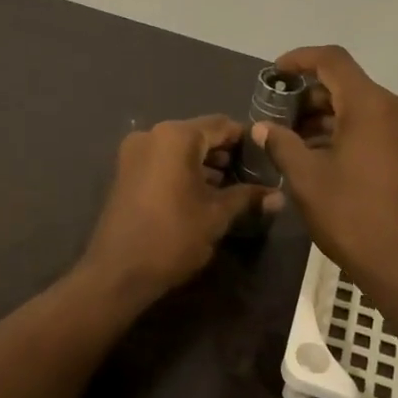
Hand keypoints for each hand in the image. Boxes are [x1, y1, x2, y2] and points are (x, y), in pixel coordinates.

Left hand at [79, 115, 281, 307]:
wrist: (118, 272)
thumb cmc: (173, 237)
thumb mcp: (217, 216)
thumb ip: (247, 197)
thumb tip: (279, 196)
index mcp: (176, 136)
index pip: (222, 125)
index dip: (247, 141)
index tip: (267, 158)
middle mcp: (152, 134)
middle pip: (199, 134)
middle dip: (226, 153)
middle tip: (252, 175)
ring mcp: (134, 152)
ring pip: (180, 148)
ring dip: (204, 163)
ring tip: (231, 187)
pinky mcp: (125, 171)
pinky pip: (162, 160)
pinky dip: (183, 170)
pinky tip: (202, 192)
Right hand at [255, 46, 397, 301]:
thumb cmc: (354, 218)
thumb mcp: (307, 180)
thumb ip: (282, 144)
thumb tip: (263, 127)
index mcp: (372, 105)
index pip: (332, 61)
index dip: (300, 60)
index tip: (274, 74)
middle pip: (348, 84)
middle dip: (310, 96)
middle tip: (279, 118)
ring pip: (363, 107)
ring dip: (329, 116)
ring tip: (296, 141)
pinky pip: (379, 126)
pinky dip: (350, 131)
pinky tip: (325, 155)